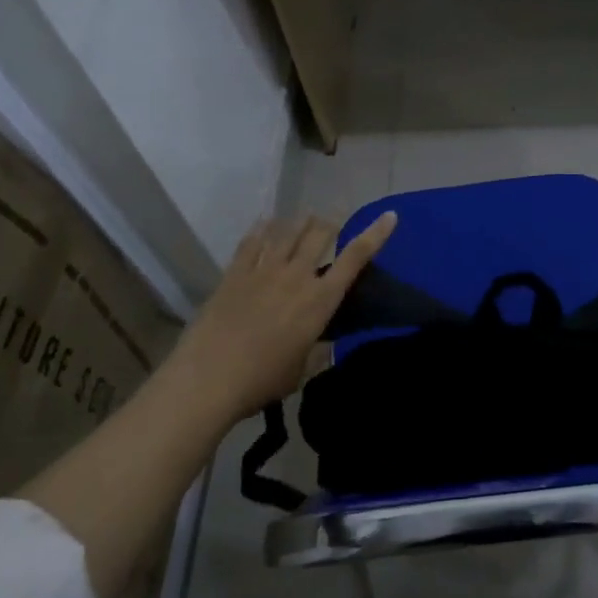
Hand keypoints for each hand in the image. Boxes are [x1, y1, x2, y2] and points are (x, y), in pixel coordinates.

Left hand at [163, 212, 396, 421]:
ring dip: (300, 221)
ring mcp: (263, 271)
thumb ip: (315, 350)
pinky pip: (251, 242)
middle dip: (331, 221)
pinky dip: (261, 228)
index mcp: (320, 301)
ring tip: (305, 216)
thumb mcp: (301, 370)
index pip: (355, 259)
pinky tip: (265, 222)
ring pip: (287, 231)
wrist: (208, 379)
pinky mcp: (234, 274)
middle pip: (319, 233)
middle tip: (334, 217)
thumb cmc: (262, 381)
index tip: (389, 216)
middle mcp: (296, 276)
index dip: (375, 235)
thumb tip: (321, 342)